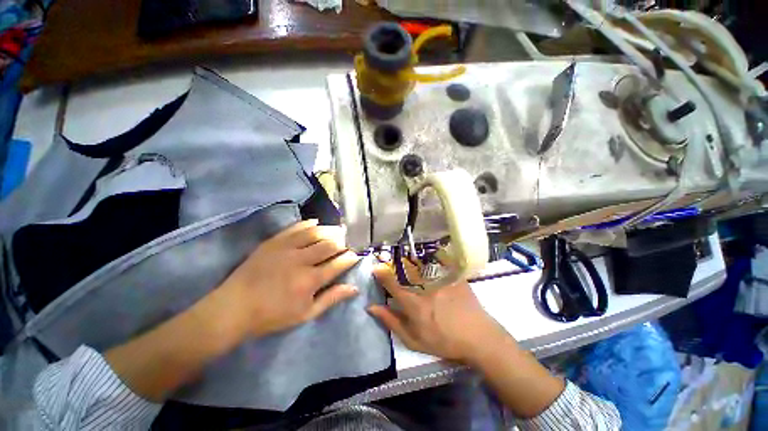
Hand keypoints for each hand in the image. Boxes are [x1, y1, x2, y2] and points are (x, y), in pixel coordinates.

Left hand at [219, 220, 359, 338]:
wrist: (234, 308)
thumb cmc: (272, 315)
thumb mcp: (306, 314)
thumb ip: (331, 298)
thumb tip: (354, 288)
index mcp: (310, 280)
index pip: (338, 264)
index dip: (350, 258)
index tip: (355, 255)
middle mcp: (301, 260)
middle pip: (329, 245)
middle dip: (342, 243)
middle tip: (347, 242)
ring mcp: (286, 248)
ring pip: (315, 233)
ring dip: (330, 230)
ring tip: (338, 230)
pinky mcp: (274, 242)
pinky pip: (295, 228)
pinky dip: (308, 223)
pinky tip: (316, 222)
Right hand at [368, 264, 512, 364]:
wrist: (479, 337)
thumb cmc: (444, 341)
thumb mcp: (414, 340)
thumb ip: (392, 322)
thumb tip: (372, 307)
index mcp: (414, 304)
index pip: (393, 285)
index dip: (382, 275)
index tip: (376, 268)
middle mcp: (426, 288)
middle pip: (406, 272)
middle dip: (398, 268)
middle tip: (397, 268)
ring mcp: (442, 279)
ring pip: (422, 266)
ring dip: (415, 266)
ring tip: (417, 270)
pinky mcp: (454, 275)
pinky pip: (439, 264)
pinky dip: (434, 264)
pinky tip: (435, 270)